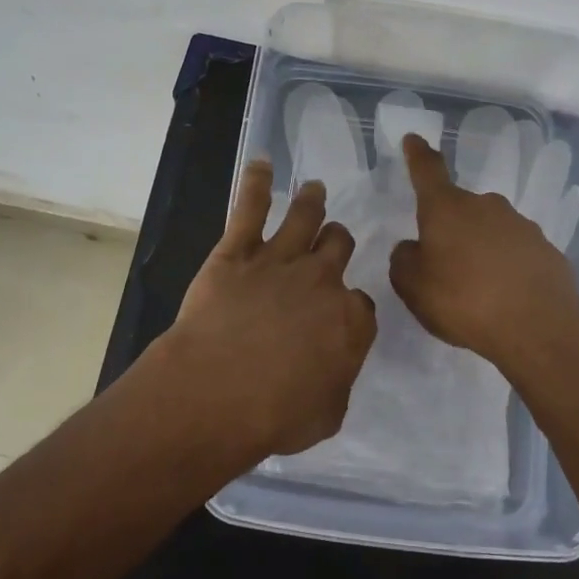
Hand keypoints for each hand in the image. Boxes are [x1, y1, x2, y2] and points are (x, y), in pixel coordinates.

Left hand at [166, 159, 377, 459]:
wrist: (217, 391)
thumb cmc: (275, 415)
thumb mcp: (327, 415)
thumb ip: (336, 382)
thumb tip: (332, 370)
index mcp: (348, 320)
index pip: (361, 303)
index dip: (351, 307)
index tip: (342, 314)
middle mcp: (321, 280)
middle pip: (339, 246)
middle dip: (338, 241)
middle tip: (334, 238)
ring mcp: (279, 259)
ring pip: (305, 217)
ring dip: (312, 201)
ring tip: (314, 188)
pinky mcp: (237, 251)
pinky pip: (250, 208)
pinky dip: (256, 183)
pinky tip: (261, 164)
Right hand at [389, 133, 578, 376]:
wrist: (538, 328)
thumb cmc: (463, 300)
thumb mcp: (413, 287)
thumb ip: (404, 260)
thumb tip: (413, 247)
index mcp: (447, 208)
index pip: (428, 170)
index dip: (418, 155)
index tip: (414, 139)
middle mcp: (485, 206)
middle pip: (460, 208)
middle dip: (449, 227)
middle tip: (442, 262)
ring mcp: (520, 225)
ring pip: (489, 230)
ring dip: (479, 248)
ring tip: (475, 287)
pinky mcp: (546, 250)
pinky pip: (515, 252)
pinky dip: (506, 266)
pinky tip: (505, 296)